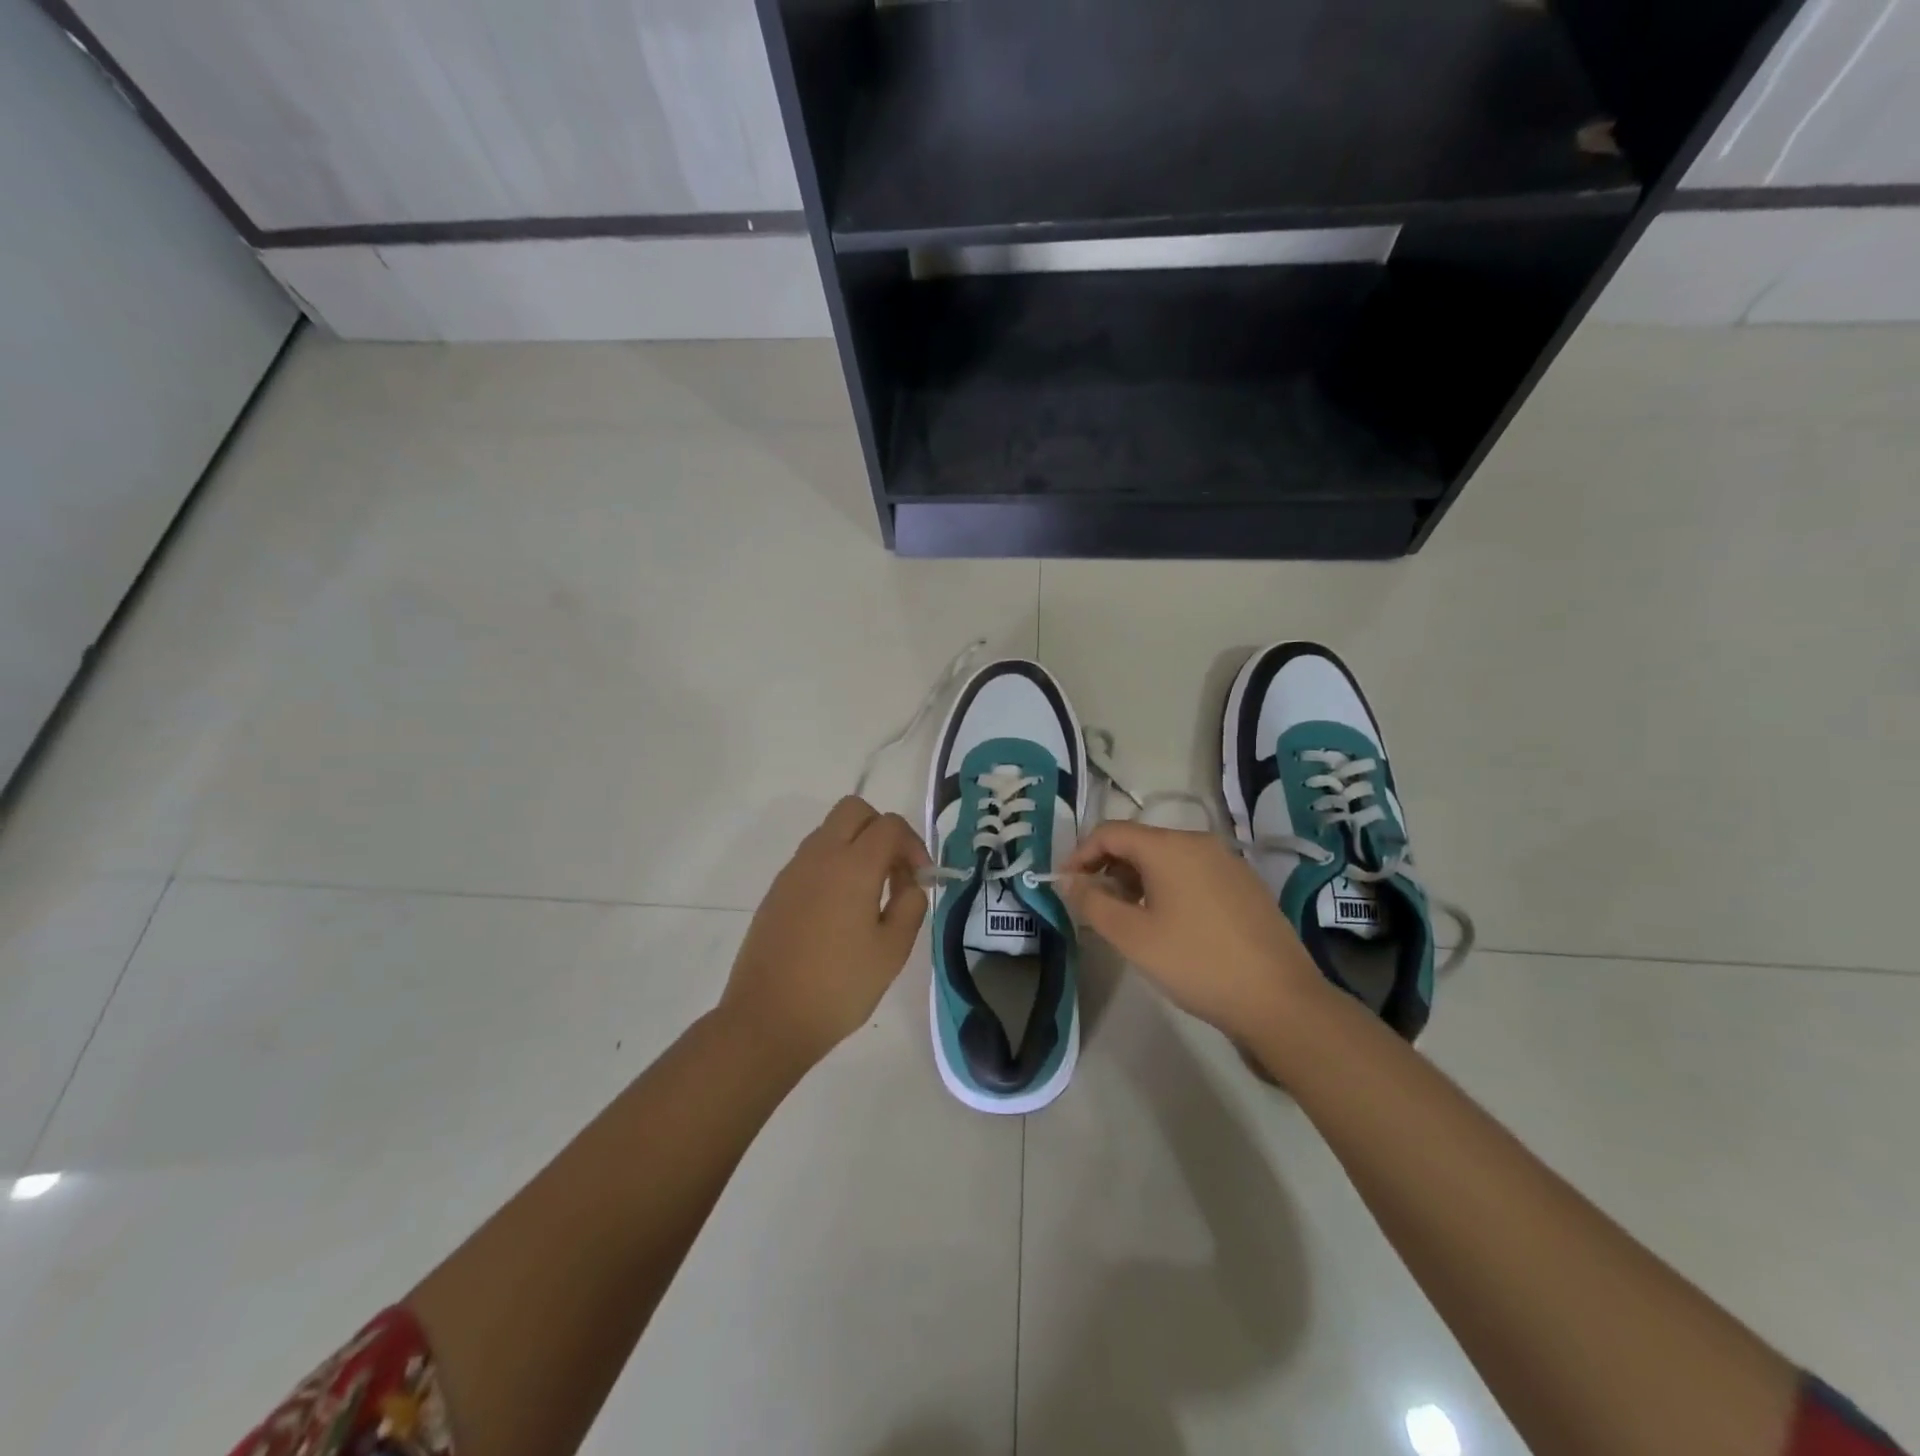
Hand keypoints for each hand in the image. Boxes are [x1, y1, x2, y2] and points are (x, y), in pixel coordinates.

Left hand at [721, 796, 930, 1070]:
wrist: (768, 1019)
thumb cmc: (839, 986)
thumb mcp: (892, 951)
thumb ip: (910, 906)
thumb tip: (909, 884)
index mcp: (853, 866)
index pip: (889, 825)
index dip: (914, 845)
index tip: (922, 880)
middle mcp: (820, 856)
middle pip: (854, 810)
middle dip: (882, 830)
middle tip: (895, 871)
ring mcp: (793, 871)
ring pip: (830, 831)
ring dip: (856, 846)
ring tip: (871, 894)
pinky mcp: (777, 891)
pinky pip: (812, 858)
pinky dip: (834, 865)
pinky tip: (841, 910)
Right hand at [1060, 822, 1330, 1060]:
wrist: (1279, 1000)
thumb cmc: (1196, 963)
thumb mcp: (1132, 936)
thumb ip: (1092, 902)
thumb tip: (1068, 880)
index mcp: (1169, 847)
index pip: (1110, 832)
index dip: (1079, 855)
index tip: (1065, 886)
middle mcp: (1199, 842)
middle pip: (1139, 842)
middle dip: (1108, 868)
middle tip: (1093, 906)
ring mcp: (1227, 862)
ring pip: (1166, 858)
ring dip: (1136, 880)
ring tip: (1127, 918)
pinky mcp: (1244, 884)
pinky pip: (1192, 872)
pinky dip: (1167, 887)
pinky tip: (1168, 923)